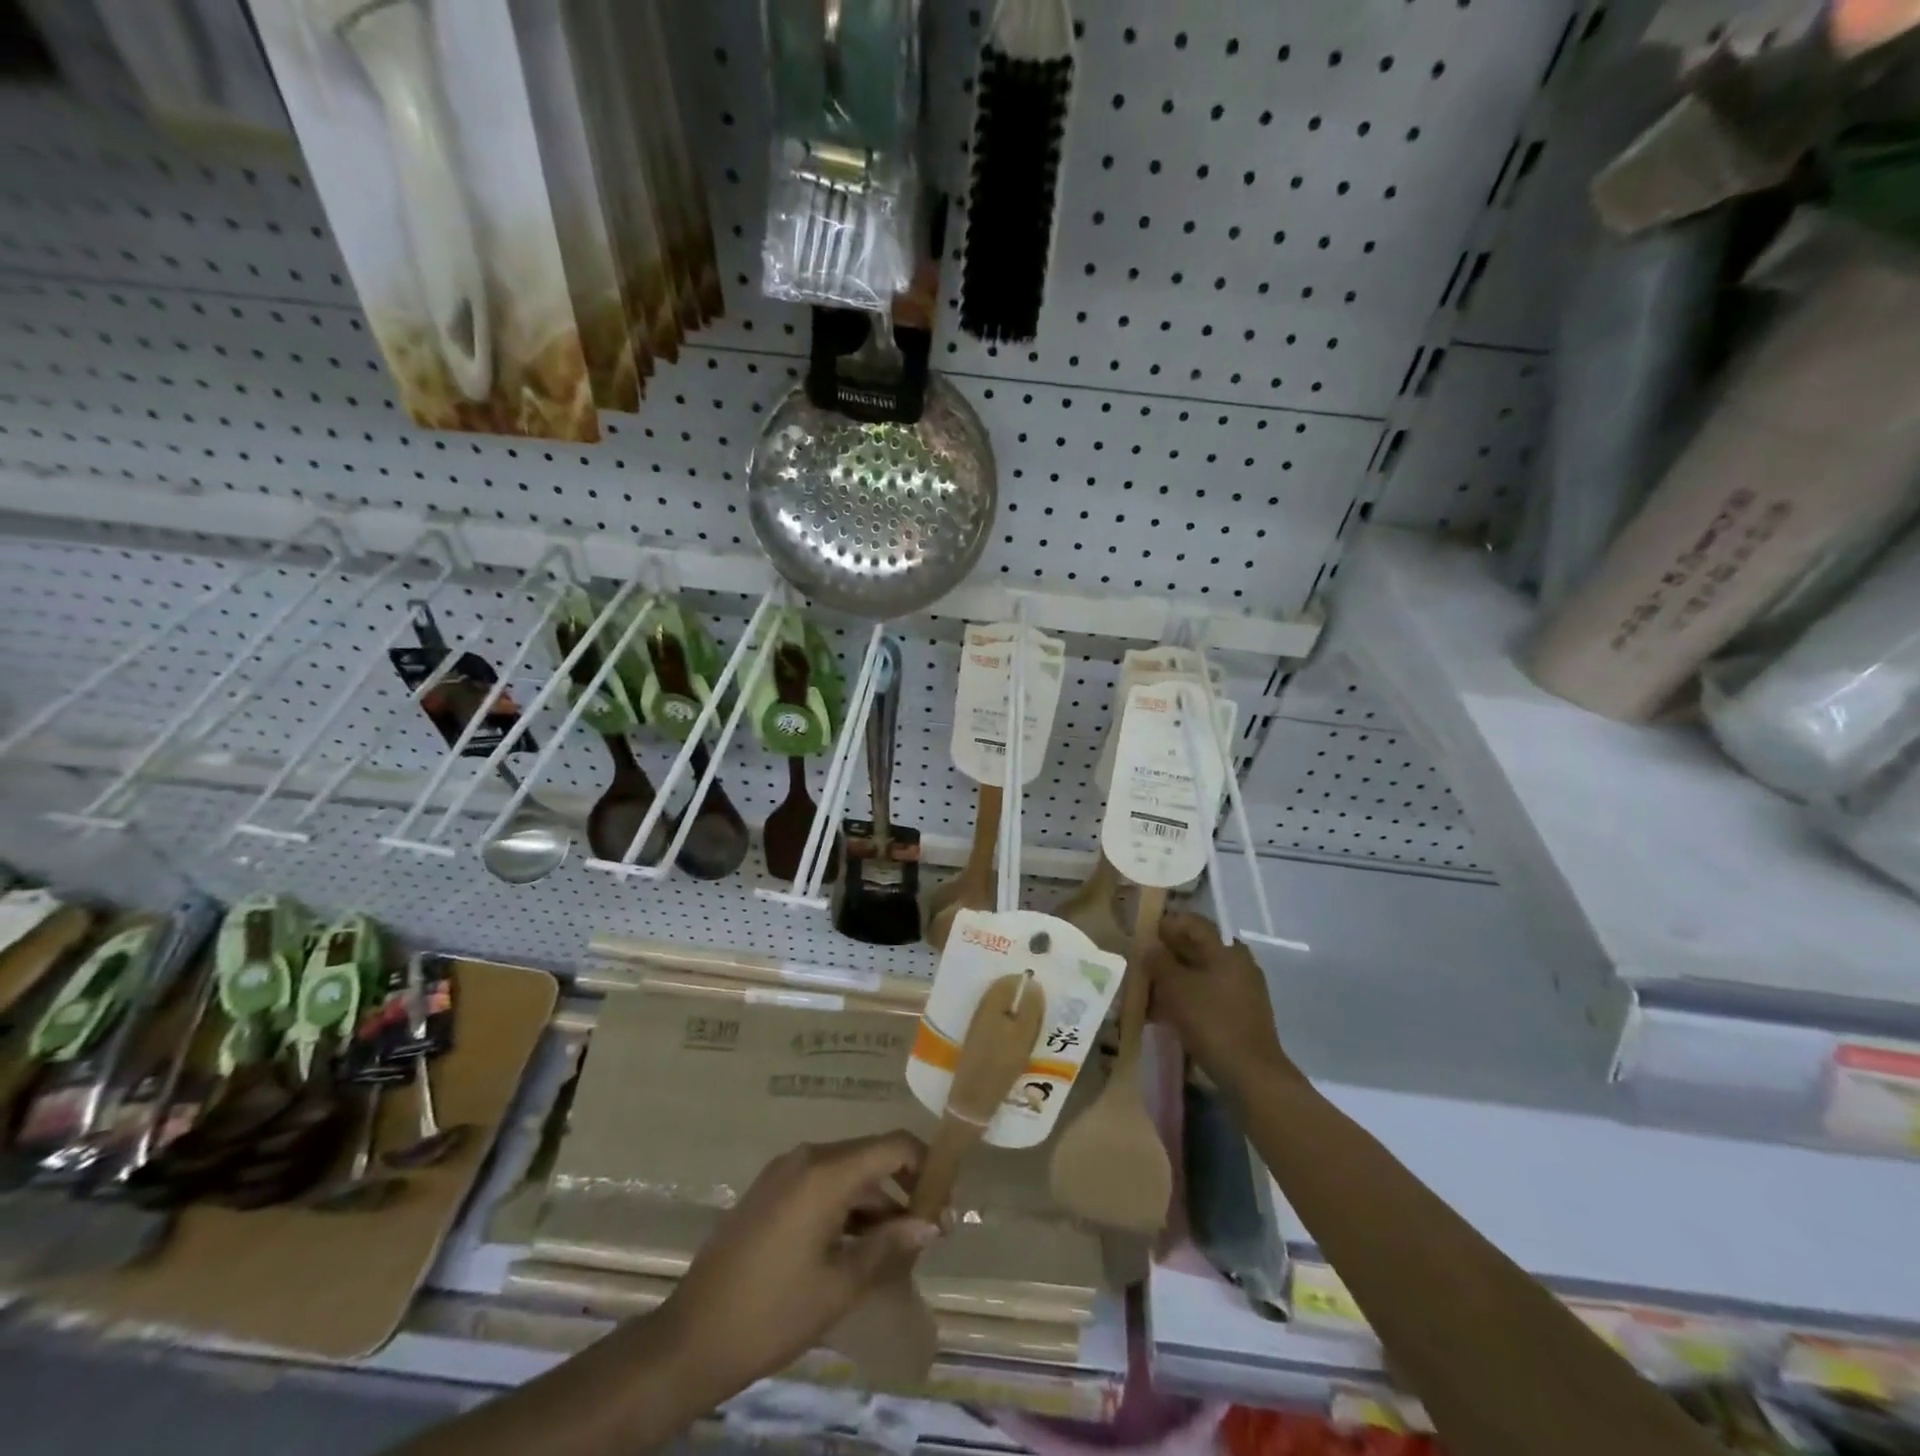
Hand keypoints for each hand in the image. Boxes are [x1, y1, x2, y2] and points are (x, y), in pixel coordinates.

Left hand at [654, 1132, 938, 1401]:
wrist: (691, 1338)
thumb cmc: (772, 1313)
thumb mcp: (840, 1284)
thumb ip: (888, 1244)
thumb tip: (930, 1223)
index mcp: (826, 1172)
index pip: (894, 1145)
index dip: (927, 1166)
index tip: (946, 1203)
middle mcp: (807, 1157)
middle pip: (871, 1155)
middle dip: (905, 1186)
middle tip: (929, 1229)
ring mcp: (784, 1171)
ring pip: (847, 1171)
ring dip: (876, 1199)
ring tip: (899, 1243)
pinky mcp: (771, 1190)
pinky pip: (822, 1183)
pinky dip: (848, 1204)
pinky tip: (860, 1243)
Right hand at [1143, 910, 1293, 1089]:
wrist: (1251, 1074)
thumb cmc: (1211, 1021)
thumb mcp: (1176, 987)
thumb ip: (1159, 961)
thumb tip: (1149, 944)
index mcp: (1226, 949)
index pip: (1193, 923)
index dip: (1166, 925)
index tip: (1143, 936)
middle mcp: (1238, 963)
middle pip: (1197, 948)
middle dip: (1167, 955)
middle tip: (1143, 966)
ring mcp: (1243, 990)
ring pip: (1201, 974)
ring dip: (1175, 980)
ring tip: (1150, 994)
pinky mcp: (1242, 1014)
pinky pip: (1209, 996)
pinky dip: (1188, 999)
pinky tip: (1167, 1015)